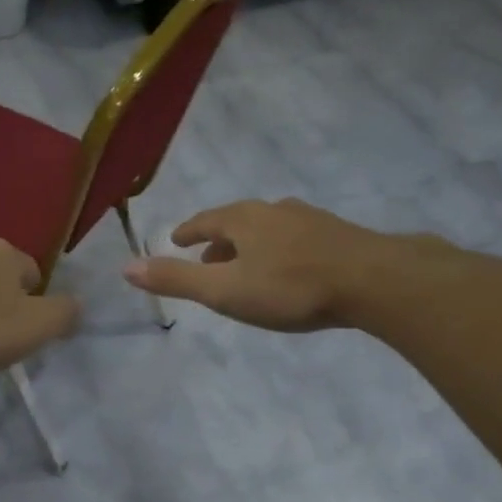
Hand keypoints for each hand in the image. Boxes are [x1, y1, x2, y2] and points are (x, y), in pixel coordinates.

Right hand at [122, 198, 420, 331]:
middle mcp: (273, 211)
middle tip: (208, 260)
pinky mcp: (338, 235)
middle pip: (236, 222)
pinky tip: (291, 270)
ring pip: (268, 229)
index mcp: (243, 219)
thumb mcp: (225, 290)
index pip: (205, 220)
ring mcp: (309, 220)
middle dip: (218, 240)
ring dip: (250, 246)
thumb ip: (177, 280)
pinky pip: (295, 239)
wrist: (375, 281)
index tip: (177, 239)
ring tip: (247, 267)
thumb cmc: (290, 287)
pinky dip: (280, 251)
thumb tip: (126, 268)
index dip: (188, 232)